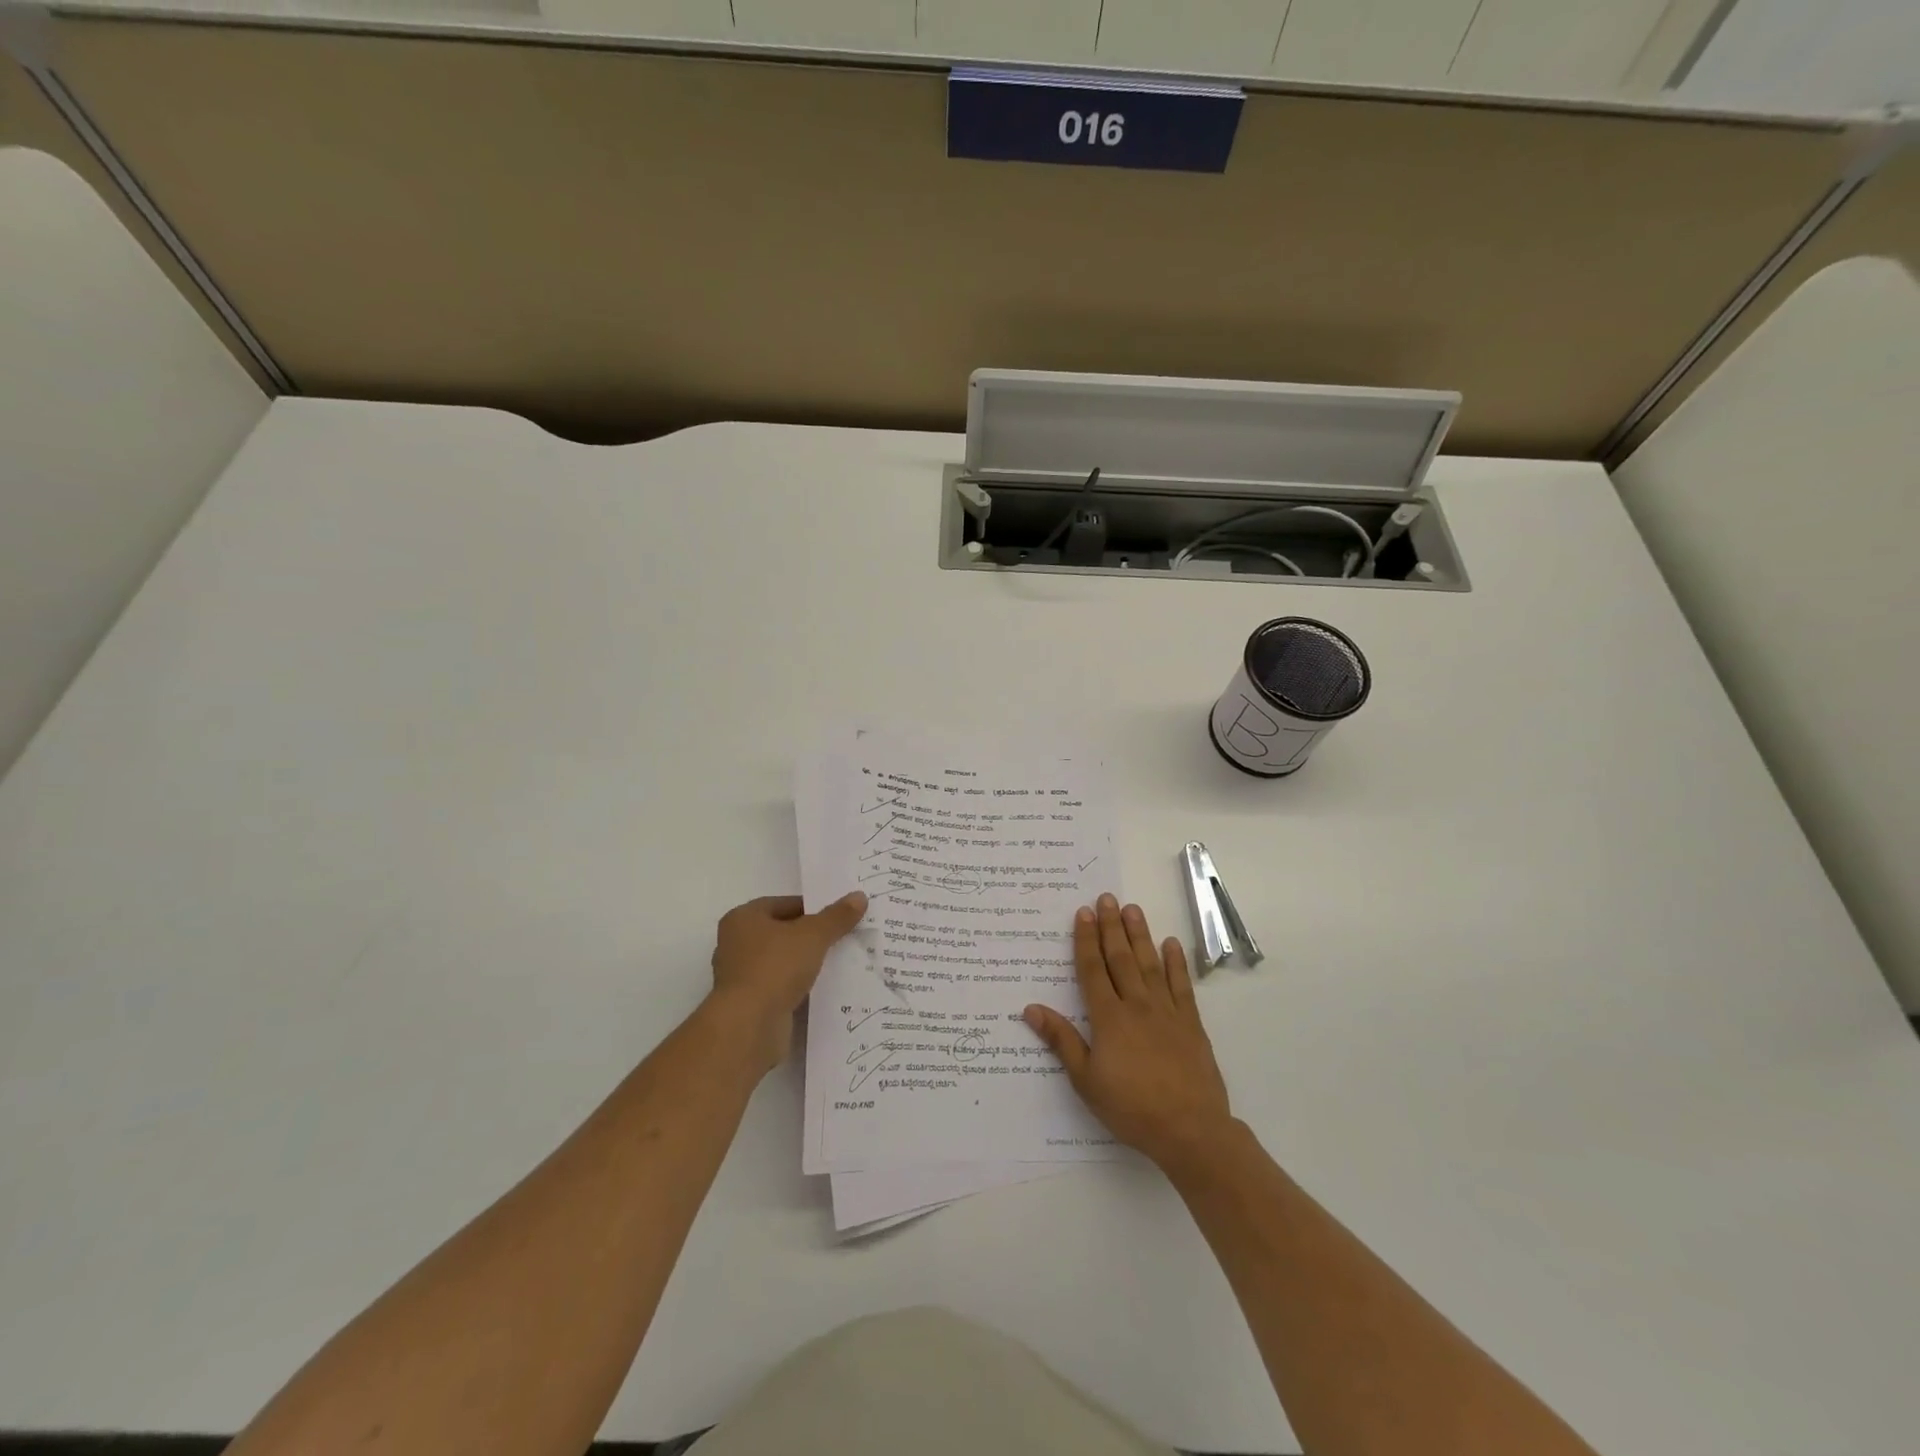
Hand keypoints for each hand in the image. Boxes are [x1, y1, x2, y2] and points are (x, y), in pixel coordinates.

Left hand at [707, 892, 866, 1073]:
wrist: (749, 1026)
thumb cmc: (775, 967)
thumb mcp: (813, 935)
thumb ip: (837, 917)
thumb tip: (859, 896)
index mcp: (743, 918)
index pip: (784, 904)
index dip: (813, 908)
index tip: (839, 917)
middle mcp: (735, 943)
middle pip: (782, 932)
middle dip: (811, 936)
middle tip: (843, 937)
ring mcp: (740, 976)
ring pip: (781, 961)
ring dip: (805, 963)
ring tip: (838, 963)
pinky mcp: (748, 1003)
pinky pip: (779, 986)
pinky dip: (798, 986)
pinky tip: (821, 989)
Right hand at [1024, 894, 1234, 1174]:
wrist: (1190, 1129)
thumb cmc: (1131, 1107)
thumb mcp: (1086, 1080)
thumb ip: (1061, 1040)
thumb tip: (1030, 1008)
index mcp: (1108, 1018)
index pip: (1093, 970)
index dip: (1086, 940)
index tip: (1083, 913)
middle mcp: (1136, 1005)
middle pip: (1121, 958)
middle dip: (1111, 927)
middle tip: (1107, 898)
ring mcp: (1166, 1011)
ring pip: (1150, 964)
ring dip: (1140, 935)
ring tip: (1133, 909)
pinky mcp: (1190, 1023)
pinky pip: (1181, 985)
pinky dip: (1175, 963)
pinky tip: (1171, 944)